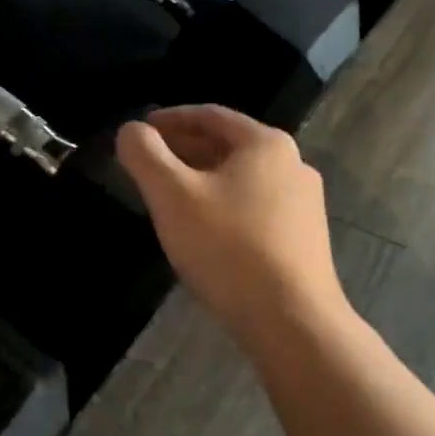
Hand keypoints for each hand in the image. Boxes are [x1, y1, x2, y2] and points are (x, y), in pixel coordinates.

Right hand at [115, 105, 348, 350]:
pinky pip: (255, 208)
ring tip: (169, 199)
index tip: (140, 130)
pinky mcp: (304, 239)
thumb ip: (145, 155)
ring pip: (241, 180)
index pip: (209, 115)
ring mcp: (304, 204)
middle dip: (184, 151)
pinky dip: (223, 207)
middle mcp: (293, 164)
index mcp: (265, 143)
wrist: (291, 319)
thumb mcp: (172, 196)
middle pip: (228, 146)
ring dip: (203, 181)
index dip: (169, 119)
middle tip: (147, 165)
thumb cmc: (227, 248)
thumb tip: (130, 131)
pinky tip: (205, 232)